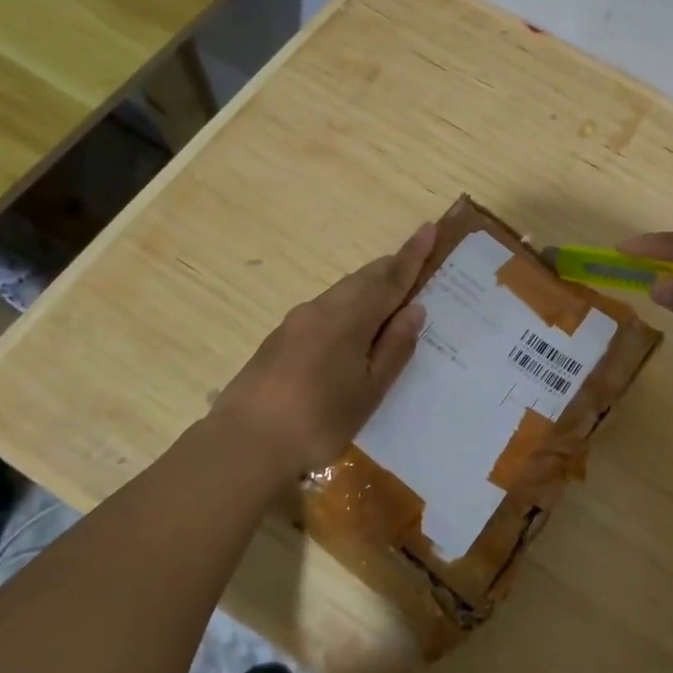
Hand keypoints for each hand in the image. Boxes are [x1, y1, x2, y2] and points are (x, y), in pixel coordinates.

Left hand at [207, 222, 436, 479]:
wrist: (244, 444)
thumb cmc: (318, 421)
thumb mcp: (369, 390)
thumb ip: (394, 347)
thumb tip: (413, 309)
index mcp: (348, 319)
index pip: (389, 278)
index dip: (412, 255)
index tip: (428, 228)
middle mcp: (321, 309)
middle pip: (363, 279)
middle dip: (391, 268)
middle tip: (416, 264)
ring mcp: (296, 322)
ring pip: (342, 292)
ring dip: (369, 287)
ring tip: (390, 298)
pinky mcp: (280, 339)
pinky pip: (325, 309)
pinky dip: (348, 307)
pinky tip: (352, 330)